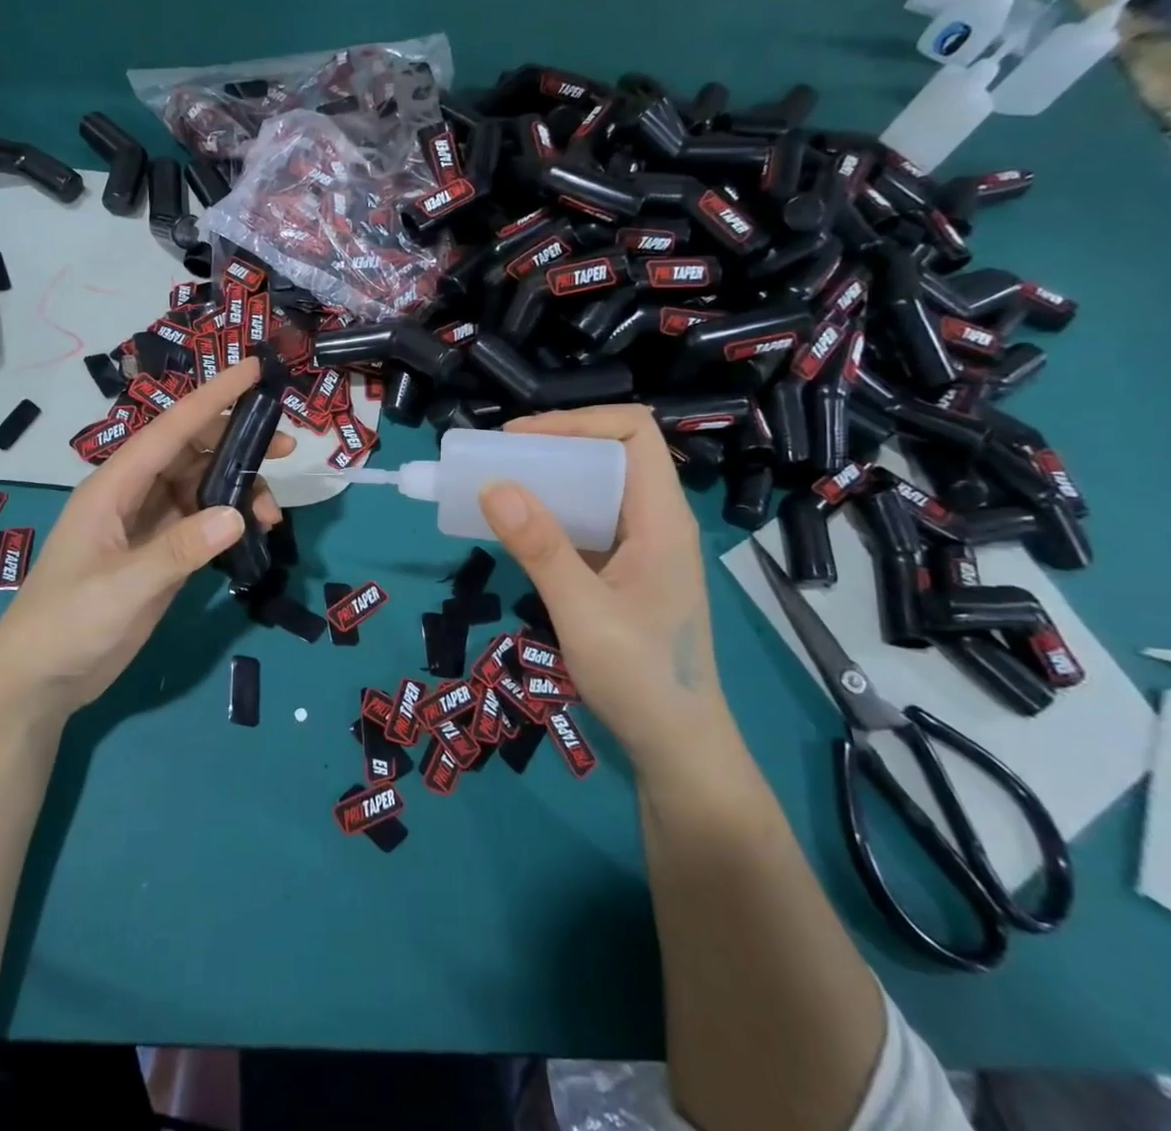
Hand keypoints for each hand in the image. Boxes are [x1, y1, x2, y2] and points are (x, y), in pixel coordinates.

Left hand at [0, 357, 288, 720]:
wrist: (40, 681)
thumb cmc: (66, 623)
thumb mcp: (122, 587)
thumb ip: (179, 550)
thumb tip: (239, 513)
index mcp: (115, 486)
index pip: (172, 428)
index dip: (214, 396)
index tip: (255, 370)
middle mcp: (134, 495)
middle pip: (193, 452)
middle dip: (238, 443)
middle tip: (286, 448)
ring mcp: (149, 525)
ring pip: (203, 487)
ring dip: (239, 490)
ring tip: (272, 517)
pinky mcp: (161, 554)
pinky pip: (204, 522)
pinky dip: (230, 522)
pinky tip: (254, 536)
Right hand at [477, 405, 736, 771]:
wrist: (677, 748)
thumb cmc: (642, 680)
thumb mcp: (584, 613)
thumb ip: (541, 548)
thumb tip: (493, 485)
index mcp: (662, 519)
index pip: (634, 433)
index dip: (577, 421)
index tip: (520, 440)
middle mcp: (656, 521)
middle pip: (610, 454)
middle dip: (553, 446)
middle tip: (497, 460)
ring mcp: (641, 547)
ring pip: (595, 487)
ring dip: (547, 480)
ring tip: (497, 486)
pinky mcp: (623, 570)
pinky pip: (586, 521)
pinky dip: (550, 514)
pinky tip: (516, 529)